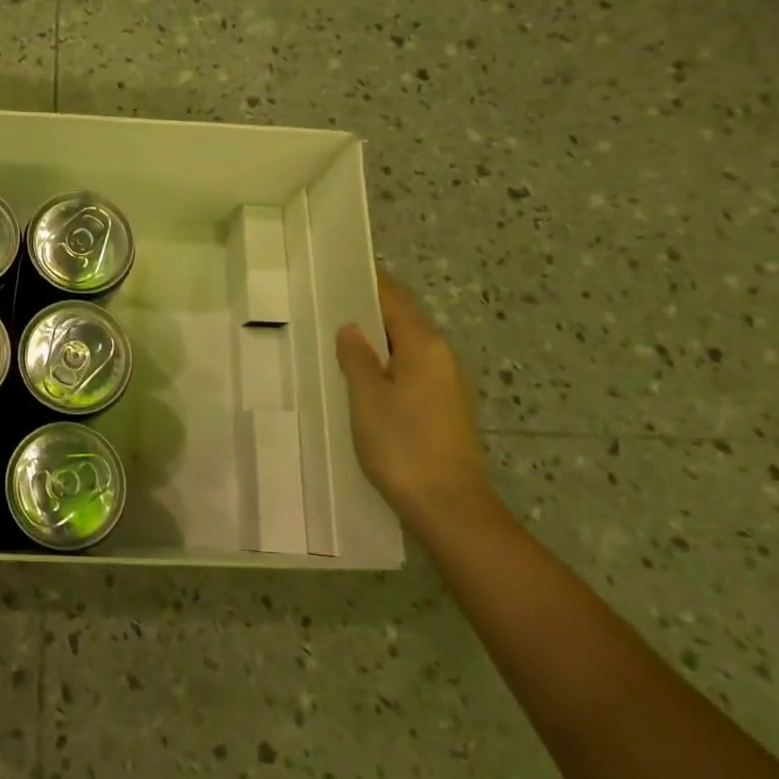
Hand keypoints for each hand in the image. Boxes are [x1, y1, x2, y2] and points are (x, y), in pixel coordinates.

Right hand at [335, 269, 497, 536]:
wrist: (450, 508)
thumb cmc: (403, 445)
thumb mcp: (367, 397)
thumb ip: (357, 357)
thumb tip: (352, 329)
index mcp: (424, 345)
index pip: (394, 298)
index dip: (368, 282)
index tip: (339, 270)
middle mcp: (441, 357)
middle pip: (403, 320)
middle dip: (369, 310)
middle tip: (328, 304)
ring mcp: (446, 384)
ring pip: (406, 347)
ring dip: (376, 339)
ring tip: (338, 338)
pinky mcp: (444, 408)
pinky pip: (410, 370)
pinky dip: (386, 363)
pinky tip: (362, 377)